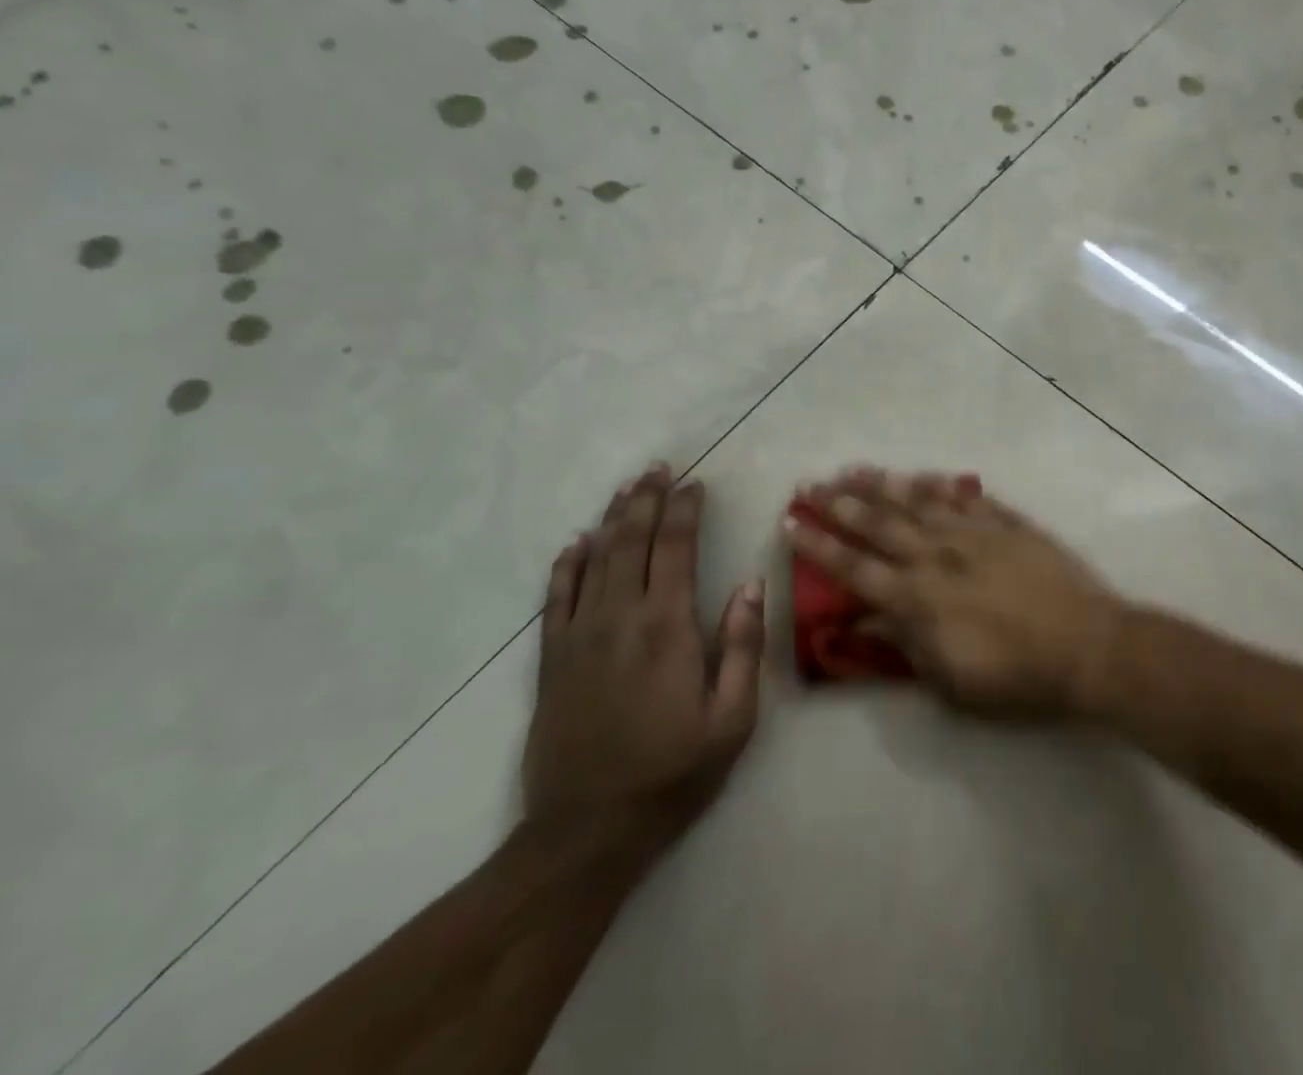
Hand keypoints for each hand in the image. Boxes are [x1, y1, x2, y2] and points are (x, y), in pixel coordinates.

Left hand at [523, 464, 764, 849]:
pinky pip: (555, 598)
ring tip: (626, 489)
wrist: (587, 833)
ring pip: (593, 560)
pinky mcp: (552, 661)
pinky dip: (566, 566)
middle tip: (658, 469)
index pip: (675, 548)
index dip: (685, 510)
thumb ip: (742, 646)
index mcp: (667, 627)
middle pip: (630, 541)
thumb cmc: (672, 774)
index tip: (695, 484)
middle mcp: (619, 618)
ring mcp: (578, 637)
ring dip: (611, 519)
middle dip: (646, 500)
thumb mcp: (732, 719)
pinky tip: (575, 544)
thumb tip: (749, 584)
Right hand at [781, 468, 1124, 718]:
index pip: (853, 568)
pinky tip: (922, 474)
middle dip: (838, 503)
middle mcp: (937, 556)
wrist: (1087, 647)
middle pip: (877, 523)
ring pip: (917, 501)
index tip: (790, 523)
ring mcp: (973, 534)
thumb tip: (864, 620)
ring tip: (852, 469)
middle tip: (808, 484)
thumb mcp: (950, 682)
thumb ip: (904, 646)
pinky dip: (940, 484)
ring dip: (881, 485)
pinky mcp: (1006, 524)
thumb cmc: (1017, 678)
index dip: (818, 546)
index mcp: (917, 599)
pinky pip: (965, 496)